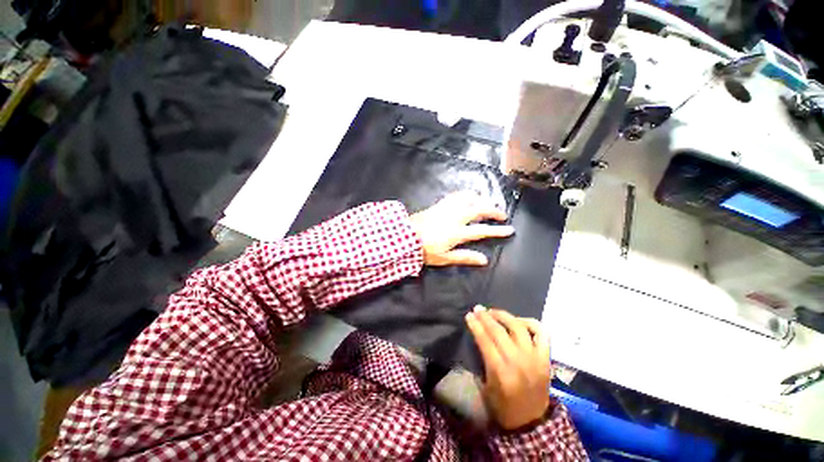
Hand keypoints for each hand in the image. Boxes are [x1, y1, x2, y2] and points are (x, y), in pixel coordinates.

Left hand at [409, 192, 513, 265]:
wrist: (406, 236)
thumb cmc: (425, 250)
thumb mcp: (445, 258)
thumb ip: (465, 257)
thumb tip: (484, 259)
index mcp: (457, 232)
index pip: (482, 230)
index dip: (497, 230)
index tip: (510, 229)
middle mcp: (455, 217)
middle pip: (479, 209)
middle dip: (494, 210)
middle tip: (502, 214)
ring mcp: (447, 208)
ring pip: (469, 198)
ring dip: (481, 199)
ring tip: (488, 203)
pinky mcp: (439, 204)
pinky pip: (456, 195)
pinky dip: (466, 195)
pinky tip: (469, 196)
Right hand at [465, 306, 551, 430]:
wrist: (532, 422)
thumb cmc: (503, 407)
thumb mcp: (486, 387)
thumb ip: (482, 361)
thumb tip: (478, 336)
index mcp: (501, 373)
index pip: (485, 341)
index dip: (476, 325)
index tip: (468, 315)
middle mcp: (518, 362)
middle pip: (499, 331)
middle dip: (485, 317)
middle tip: (478, 309)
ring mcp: (535, 358)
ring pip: (518, 327)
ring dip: (504, 316)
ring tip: (494, 312)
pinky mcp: (546, 358)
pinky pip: (541, 333)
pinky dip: (530, 323)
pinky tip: (519, 321)